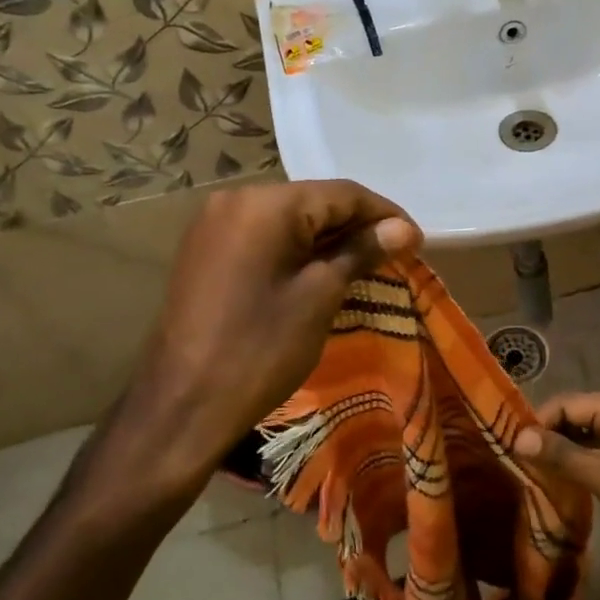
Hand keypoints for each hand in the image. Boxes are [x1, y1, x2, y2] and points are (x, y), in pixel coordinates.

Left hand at [90, 181, 420, 517]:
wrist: (182, 406)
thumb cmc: (260, 349)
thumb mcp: (320, 296)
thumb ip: (362, 251)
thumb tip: (404, 230)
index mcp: (264, 203)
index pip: (341, 194)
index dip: (384, 214)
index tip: (418, 241)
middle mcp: (235, 199)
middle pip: (313, 201)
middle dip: (357, 225)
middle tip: (397, 253)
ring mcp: (214, 224)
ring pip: (289, 219)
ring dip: (328, 237)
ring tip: (367, 262)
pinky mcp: (206, 250)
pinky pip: (264, 236)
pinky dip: (297, 248)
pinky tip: (322, 269)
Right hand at [513, 393, 599, 583]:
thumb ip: (563, 455)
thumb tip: (519, 437)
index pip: (570, 403)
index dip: (540, 422)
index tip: (512, 447)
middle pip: (577, 417)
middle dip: (549, 437)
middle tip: (518, 463)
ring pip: (586, 438)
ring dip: (562, 453)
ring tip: (532, 474)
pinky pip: (598, 455)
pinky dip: (579, 465)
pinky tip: (560, 483)